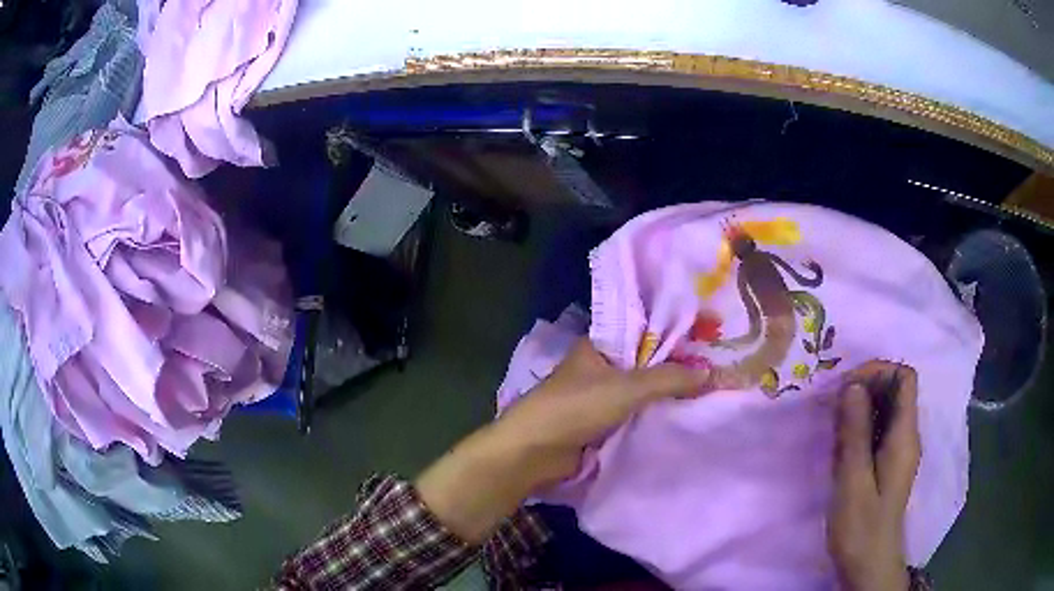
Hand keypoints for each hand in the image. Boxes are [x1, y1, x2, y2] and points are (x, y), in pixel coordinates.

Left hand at [416, 338, 709, 543]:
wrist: (534, 452)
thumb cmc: (576, 407)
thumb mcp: (627, 387)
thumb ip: (668, 379)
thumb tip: (709, 374)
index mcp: (597, 346)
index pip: (641, 333)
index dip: (671, 337)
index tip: (704, 341)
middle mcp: (597, 368)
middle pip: (642, 365)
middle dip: (672, 370)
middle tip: (712, 371)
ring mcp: (596, 398)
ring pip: (638, 393)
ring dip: (662, 396)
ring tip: (705, 393)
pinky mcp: (598, 425)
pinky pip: (631, 416)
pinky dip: (650, 417)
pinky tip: (679, 417)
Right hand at [829, 361, 920, 590]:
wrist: (868, 564)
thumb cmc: (861, 528)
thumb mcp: (854, 481)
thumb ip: (855, 433)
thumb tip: (851, 385)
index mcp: (905, 436)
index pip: (905, 378)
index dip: (879, 370)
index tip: (847, 385)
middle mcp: (906, 436)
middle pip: (895, 390)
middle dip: (865, 386)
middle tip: (833, 404)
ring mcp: (898, 450)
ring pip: (884, 409)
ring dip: (859, 407)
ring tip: (831, 423)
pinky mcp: (887, 463)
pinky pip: (877, 429)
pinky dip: (858, 427)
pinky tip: (839, 443)